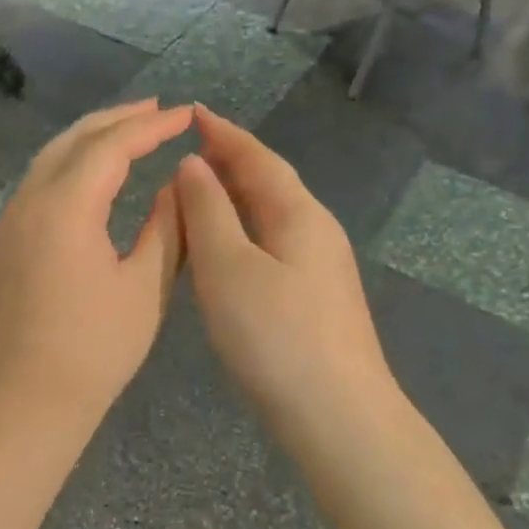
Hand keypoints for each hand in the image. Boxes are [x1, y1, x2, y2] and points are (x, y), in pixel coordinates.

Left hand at [0, 100, 192, 425]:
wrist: (18, 404)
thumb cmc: (92, 352)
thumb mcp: (144, 289)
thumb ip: (167, 229)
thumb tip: (178, 187)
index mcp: (65, 207)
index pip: (111, 146)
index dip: (151, 126)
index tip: (186, 115)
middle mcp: (28, 201)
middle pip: (73, 140)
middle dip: (116, 120)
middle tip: (156, 110)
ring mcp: (7, 222)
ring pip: (48, 160)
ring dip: (88, 140)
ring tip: (126, 133)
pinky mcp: (0, 245)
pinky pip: (35, 186)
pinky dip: (67, 168)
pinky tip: (89, 179)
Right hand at [175, 105, 394, 424]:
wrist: (338, 417)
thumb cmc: (275, 335)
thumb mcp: (227, 267)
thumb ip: (207, 210)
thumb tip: (193, 164)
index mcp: (298, 213)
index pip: (257, 157)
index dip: (224, 133)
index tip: (194, 111)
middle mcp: (315, 230)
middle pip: (269, 182)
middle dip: (230, 160)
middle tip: (189, 146)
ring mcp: (320, 266)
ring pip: (271, 214)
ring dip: (234, 195)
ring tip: (198, 188)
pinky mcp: (314, 297)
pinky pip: (271, 241)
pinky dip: (241, 228)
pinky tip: (224, 245)